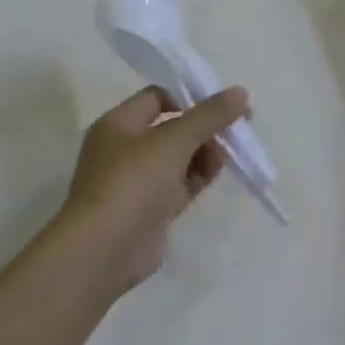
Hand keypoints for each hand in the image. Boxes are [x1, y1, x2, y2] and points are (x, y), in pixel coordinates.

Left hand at [60, 85, 250, 290]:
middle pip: (173, 127)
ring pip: (180, 156)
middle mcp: (125, 148)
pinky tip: (215, 174)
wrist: (103, 252)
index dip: (190, 97)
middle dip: (205, 127)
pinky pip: (180, 183)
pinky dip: (199, 176)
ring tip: (223, 157)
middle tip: (236, 129)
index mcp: (119, 124)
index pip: (158, 97)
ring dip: (206, 152)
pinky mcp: (150, 208)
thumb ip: (210, 114)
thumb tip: (240, 92)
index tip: (222, 105)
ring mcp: (137, 180)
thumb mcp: (175, 139)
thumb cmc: (133, 182)